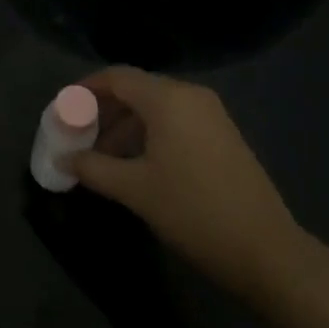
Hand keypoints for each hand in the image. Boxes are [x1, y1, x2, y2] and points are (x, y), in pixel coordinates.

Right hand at [67, 67, 314, 304]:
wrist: (266, 250)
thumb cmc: (193, 211)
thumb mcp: (135, 190)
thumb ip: (94, 168)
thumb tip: (62, 159)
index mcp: (168, 99)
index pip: (117, 77)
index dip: (86, 88)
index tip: (63, 108)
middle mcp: (190, 95)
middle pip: (136, 89)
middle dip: (104, 109)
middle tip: (78, 134)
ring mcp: (211, 114)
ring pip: (156, 106)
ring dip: (126, 124)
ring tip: (102, 155)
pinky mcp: (223, 134)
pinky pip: (176, 120)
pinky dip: (150, 132)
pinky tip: (137, 162)